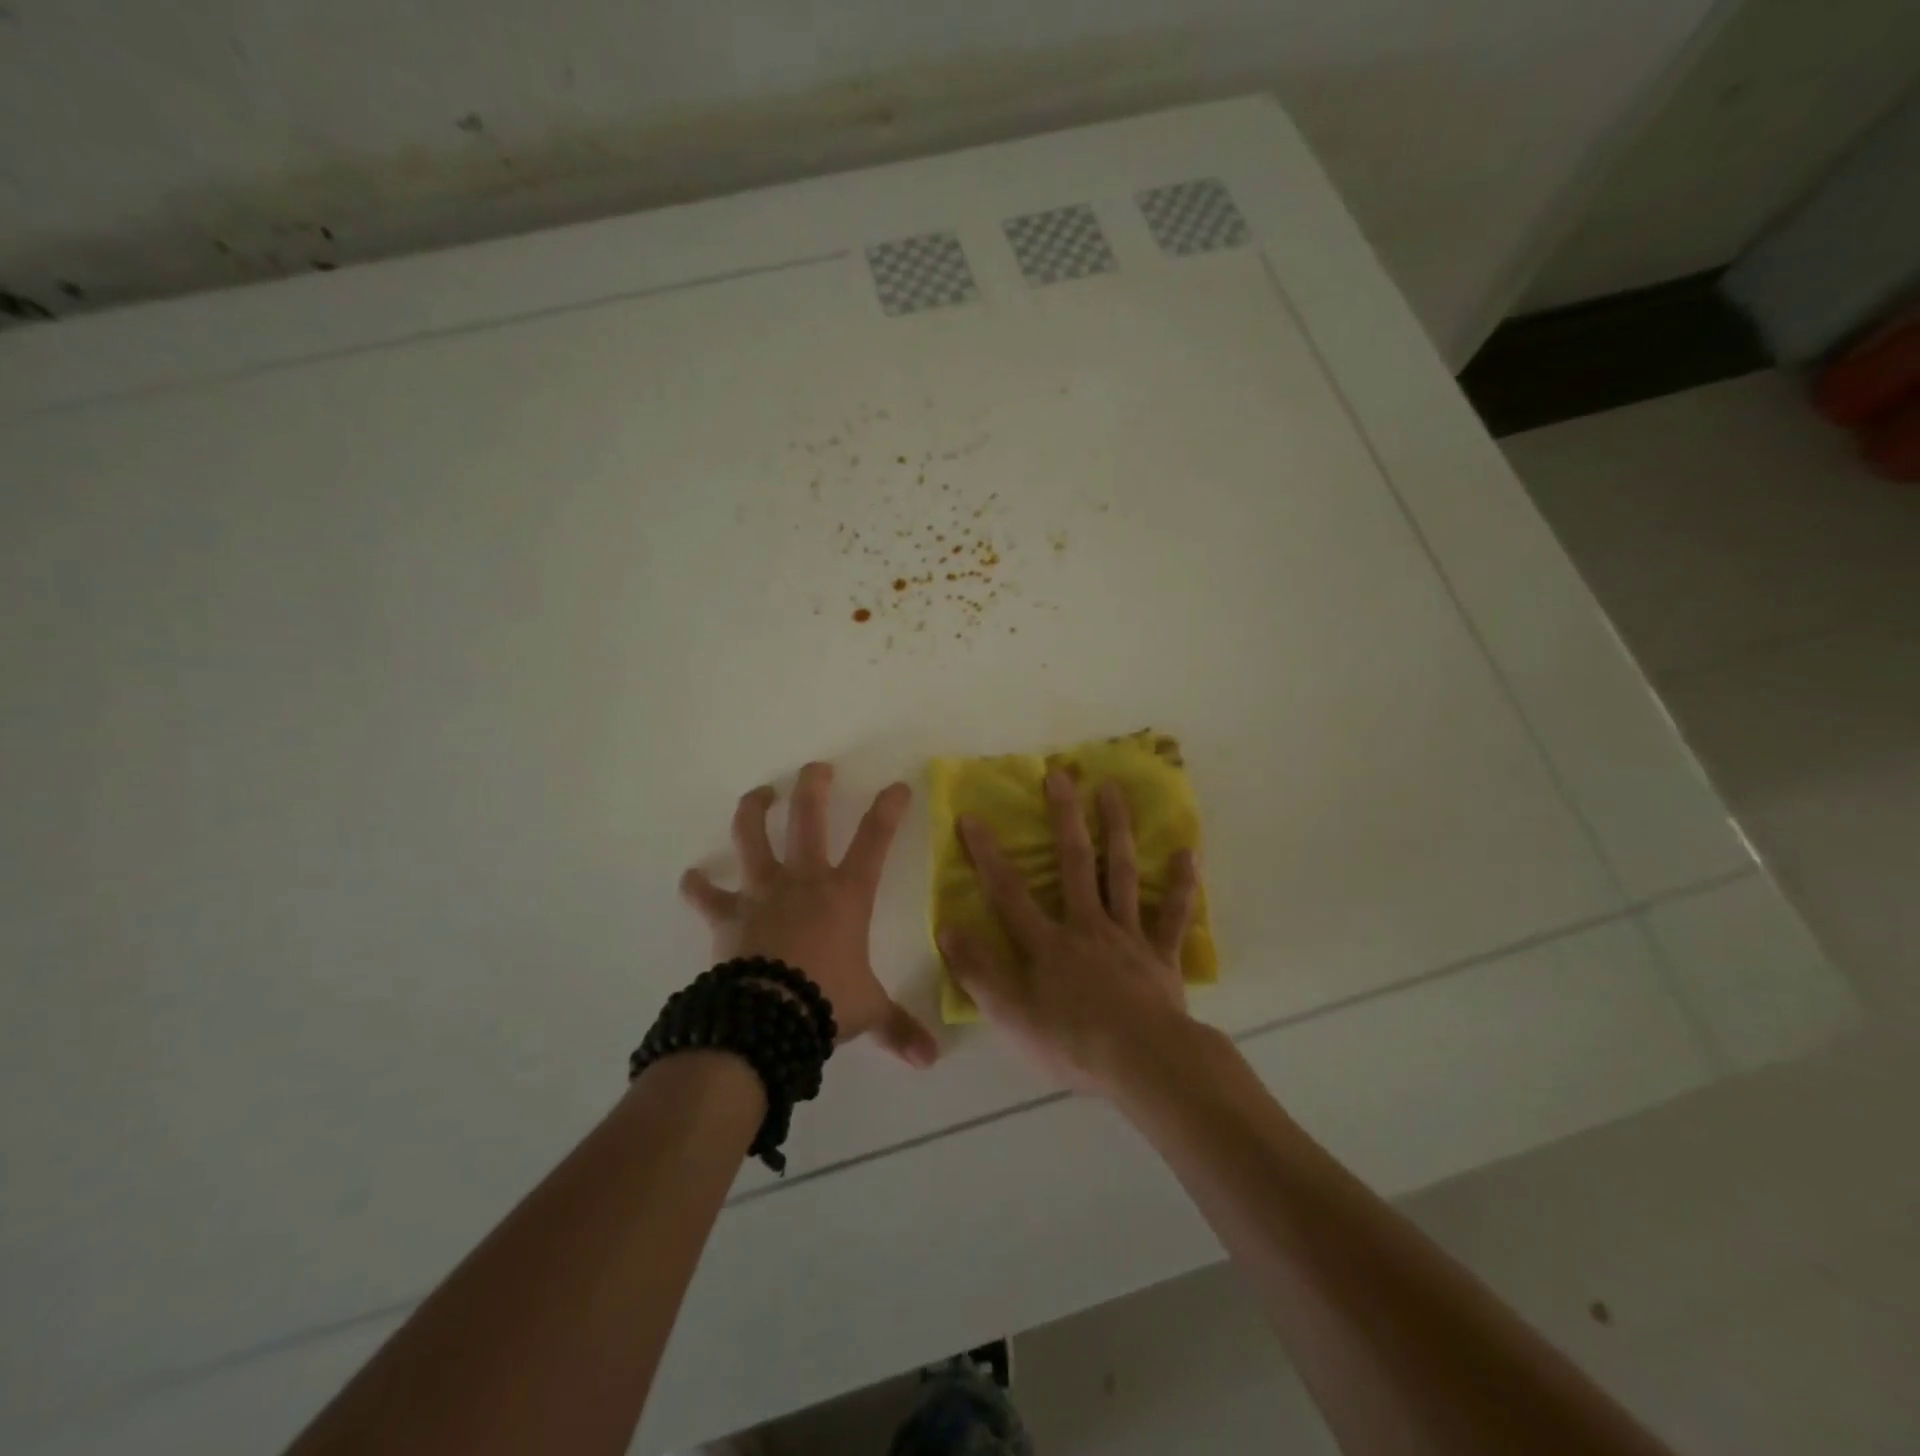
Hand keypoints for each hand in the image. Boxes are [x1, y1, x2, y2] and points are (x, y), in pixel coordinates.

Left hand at [680, 762, 938, 1068]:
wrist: (768, 1017)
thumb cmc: (826, 1001)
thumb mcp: (868, 1012)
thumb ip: (899, 1028)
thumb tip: (930, 1060)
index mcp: (845, 894)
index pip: (875, 840)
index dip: (888, 809)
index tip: (897, 786)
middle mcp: (804, 880)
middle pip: (809, 819)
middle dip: (814, 787)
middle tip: (816, 769)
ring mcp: (762, 892)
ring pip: (753, 837)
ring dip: (755, 811)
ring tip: (759, 795)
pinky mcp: (727, 915)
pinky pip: (706, 895)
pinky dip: (697, 886)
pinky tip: (692, 878)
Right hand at [939, 770, 1200, 1095]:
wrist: (1145, 1065)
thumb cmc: (1073, 1044)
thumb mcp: (1011, 1016)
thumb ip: (978, 971)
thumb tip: (947, 926)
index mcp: (1048, 943)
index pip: (1009, 891)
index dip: (987, 854)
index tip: (971, 815)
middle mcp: (1087, 925)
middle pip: (1075, 863)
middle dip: (1064, 817)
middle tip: (1060, 773)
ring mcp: (1128, 936)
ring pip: (1122, 873)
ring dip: (1117, 829)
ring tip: (1113, 789)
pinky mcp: (1161, 956)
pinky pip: (1173, 915)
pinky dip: (1182, 885)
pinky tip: (1188, 852)